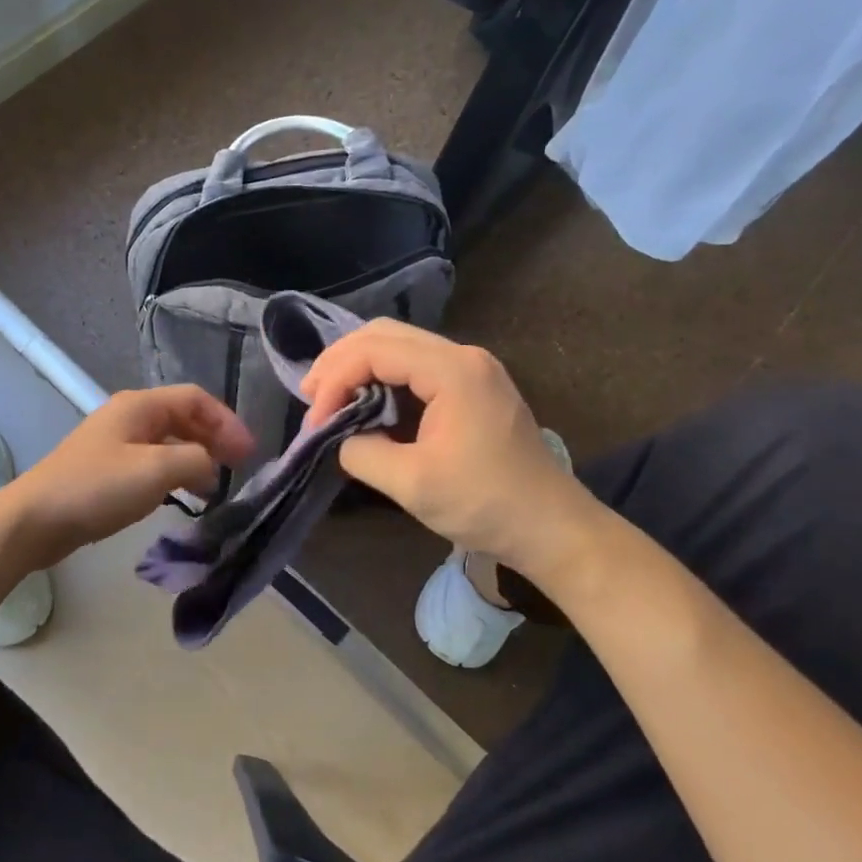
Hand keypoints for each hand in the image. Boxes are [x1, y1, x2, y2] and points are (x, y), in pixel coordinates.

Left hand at [0, 387, 254, 568]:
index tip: (248, 453)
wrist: (36, 520)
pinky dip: (175, 474)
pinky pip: (152, 463)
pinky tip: (183, 497)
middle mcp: (129, 417)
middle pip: (183, 418)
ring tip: (216, 487)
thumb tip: (211, 466)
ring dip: (196, 459)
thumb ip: (195, 460)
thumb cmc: (97, 488)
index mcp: (140, 406)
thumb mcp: (156, 470)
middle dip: (214, 439)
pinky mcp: (107, 470)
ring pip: (168, 442)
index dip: (227, 422)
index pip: (196, 400)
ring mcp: (116, 443)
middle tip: (239, 468)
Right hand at [301, 320, 601, 584]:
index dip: (335, 379)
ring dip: (359, 366)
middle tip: (311, 396)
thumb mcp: (412, 483)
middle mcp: (463, 356)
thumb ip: (362, 452)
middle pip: (384, 334)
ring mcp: (472, 368)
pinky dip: (382, 377)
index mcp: (452, 370)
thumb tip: (340, 438)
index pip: (374, 350)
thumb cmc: (484, 504)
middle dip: (340, 361)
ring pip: (399, 345)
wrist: (550, 526)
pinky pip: (416, 365)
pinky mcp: (473, 386)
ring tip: (329, 397)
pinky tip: (365, 401)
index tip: (315, 421)